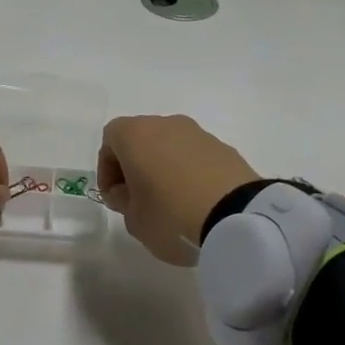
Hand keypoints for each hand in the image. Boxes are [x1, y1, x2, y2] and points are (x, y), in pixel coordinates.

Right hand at [97, 115, 259, 265]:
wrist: (237, 218)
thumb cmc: (171, 216)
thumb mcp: (134, 220)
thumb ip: (123, 202)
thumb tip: (127, 192)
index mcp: (136, 135)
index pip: (110, 139)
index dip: (107, 169)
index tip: (115, 197)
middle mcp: (166, 124)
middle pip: (141, 138)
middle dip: (135, 165)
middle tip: (138, 199)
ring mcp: (199, 134)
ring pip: (169, 145)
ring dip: (163, 167)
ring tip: (169, 202)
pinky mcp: (224, 148)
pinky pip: (195, 156)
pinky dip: (189, 172)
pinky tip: (195, 201)